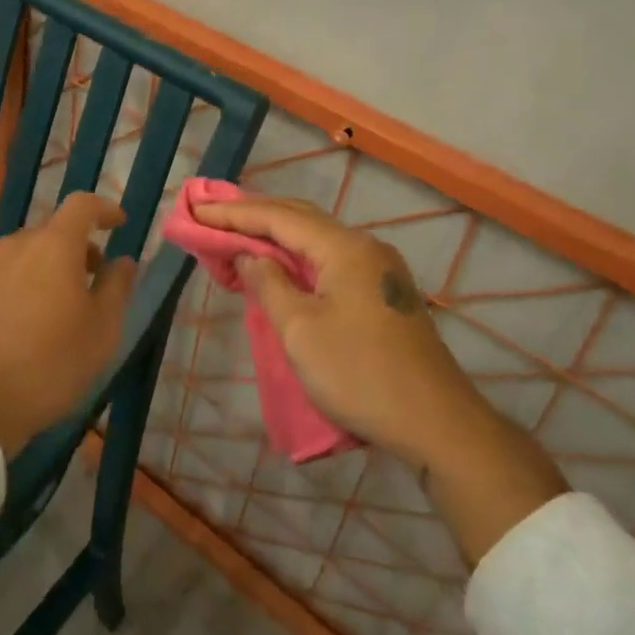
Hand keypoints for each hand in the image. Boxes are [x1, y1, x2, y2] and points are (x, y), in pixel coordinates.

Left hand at [0, 193, 136, 457]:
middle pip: (51, 232)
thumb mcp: (101, 332)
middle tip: (93, 278)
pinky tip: (24, 329)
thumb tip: (123, 261)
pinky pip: (0, 282)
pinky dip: (20, 291)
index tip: (119, 224)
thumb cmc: (47, 364)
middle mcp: (15, 247)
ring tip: (59, 309)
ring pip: (24, 257)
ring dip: (47, 270)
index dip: (104, 209)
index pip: (81, 205)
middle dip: (77, 247)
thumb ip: (116, 288)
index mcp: (53, 246)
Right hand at [192, 194, 564, 562]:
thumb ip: (269, 284)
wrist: (438, 423)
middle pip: (299, 219)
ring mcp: (377, 268)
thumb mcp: (301, 331)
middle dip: (253, 216)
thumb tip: (249, 255)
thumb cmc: (361, 375)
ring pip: (315, 240)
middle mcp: (363, 246)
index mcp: (344, 247)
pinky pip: (328, 260)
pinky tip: (277, 267)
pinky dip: (295, 258)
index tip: (197, 210)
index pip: (279, 217)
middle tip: (211, 216)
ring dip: (274, 237)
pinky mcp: (381, 292)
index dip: (234, 213)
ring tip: (235, 237)